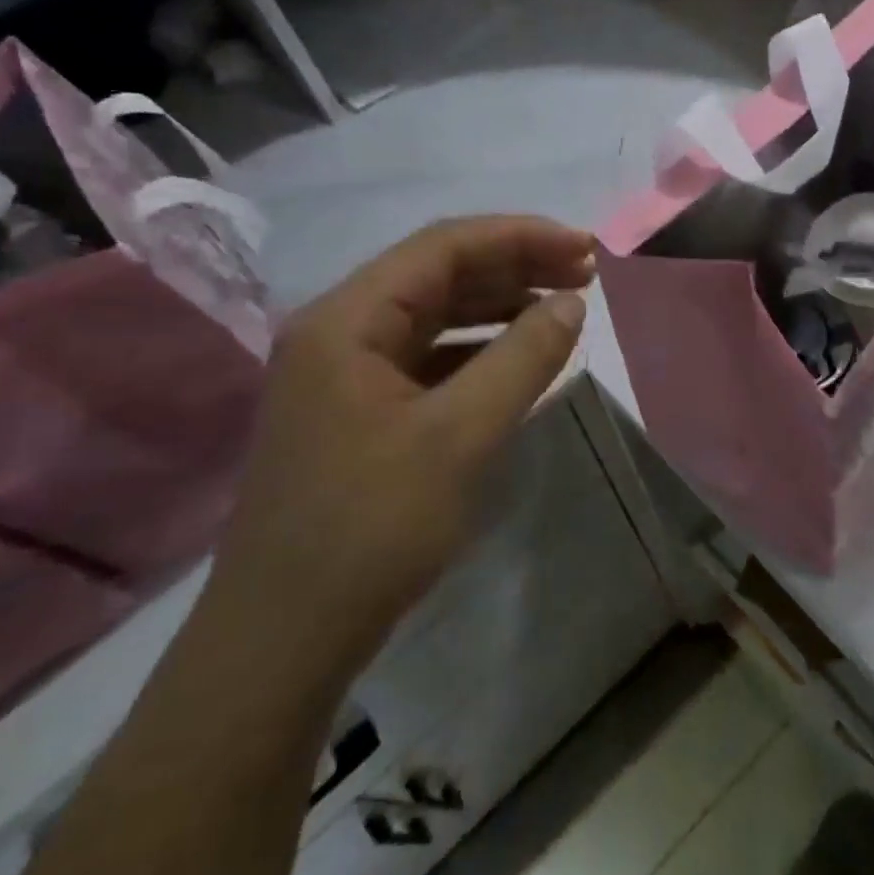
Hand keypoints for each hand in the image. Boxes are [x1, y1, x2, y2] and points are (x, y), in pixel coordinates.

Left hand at [206, 216, 594, 683]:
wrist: (286, 638)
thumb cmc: (372, 528)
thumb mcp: (461, 436)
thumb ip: (522, 358)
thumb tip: (571, 301)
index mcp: (347, 320)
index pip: (443, 247)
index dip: (521, 237)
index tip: (586, 248)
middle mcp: (339, 331)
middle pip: (438, 273)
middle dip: (516, 265)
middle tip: (587, 271)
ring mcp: (345, 372)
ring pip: (435, 314)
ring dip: (500, 303)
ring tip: (564, 305)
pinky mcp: (359, 410)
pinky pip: (428, 356)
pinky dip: (479, 348)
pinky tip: (519, 357)